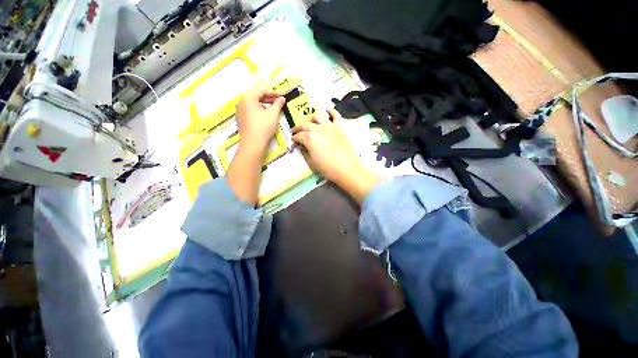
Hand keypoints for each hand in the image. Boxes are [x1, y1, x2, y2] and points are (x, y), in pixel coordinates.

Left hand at [226, 82, 284, 205]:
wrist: (251, 152)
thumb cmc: (260, 135)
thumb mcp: (271, 118)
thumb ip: (276, 106)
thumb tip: (281, 99)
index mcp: (248, 101)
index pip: (260, 87)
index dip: (271, 87)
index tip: (281, 90)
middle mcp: (243, 106)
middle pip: (257, 94)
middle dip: (269, 95)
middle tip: (281, 99)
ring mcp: (243, 116)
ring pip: (256, 104)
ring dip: (266, 104)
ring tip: (278, 107)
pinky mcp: (245, 124)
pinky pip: (255, 113)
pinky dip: (263, 112)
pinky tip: (271, 117)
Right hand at [292, 109, 381, 203]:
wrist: (347, 168)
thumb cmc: (328, 168)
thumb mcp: (311, 163)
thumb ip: (305, 152)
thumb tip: (302, 146)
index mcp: (309, 138)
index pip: (298, 136)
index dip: (294, 138)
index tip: (294, 140)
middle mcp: (318, 129)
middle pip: (305, 125)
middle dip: (298, 128)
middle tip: (296, 131)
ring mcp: (329, 126)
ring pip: (318, 116)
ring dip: (312, 119)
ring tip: (311, 123)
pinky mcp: (340, 127)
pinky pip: (335, 115)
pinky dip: (331, 112)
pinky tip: (328, 112)